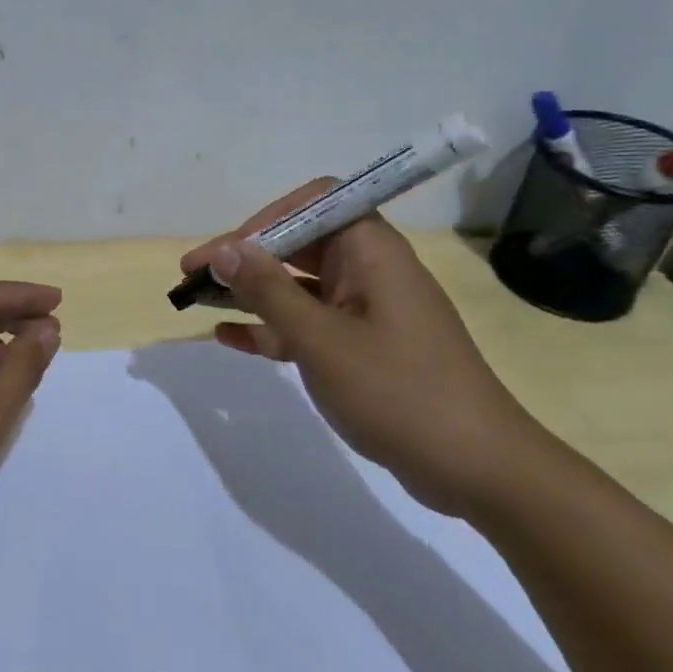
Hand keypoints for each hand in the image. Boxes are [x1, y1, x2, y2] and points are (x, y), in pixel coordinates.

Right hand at [181, 183, 545, 515]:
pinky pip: (308, 323)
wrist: (478, 469)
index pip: (315, 202)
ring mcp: (367, 310)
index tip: (228, 250)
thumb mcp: (321, 339)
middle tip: (194, 276)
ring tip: (199, 302)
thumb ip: (268, 290)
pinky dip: (272, 326)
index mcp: (371, 251)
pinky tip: (230, 338)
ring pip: (299, 285)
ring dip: (252, 292)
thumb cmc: (398, 391)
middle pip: (299, 243)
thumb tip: (223, 249)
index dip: (266, 217)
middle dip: (246, 256)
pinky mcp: (363, 347)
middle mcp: (369, 270)